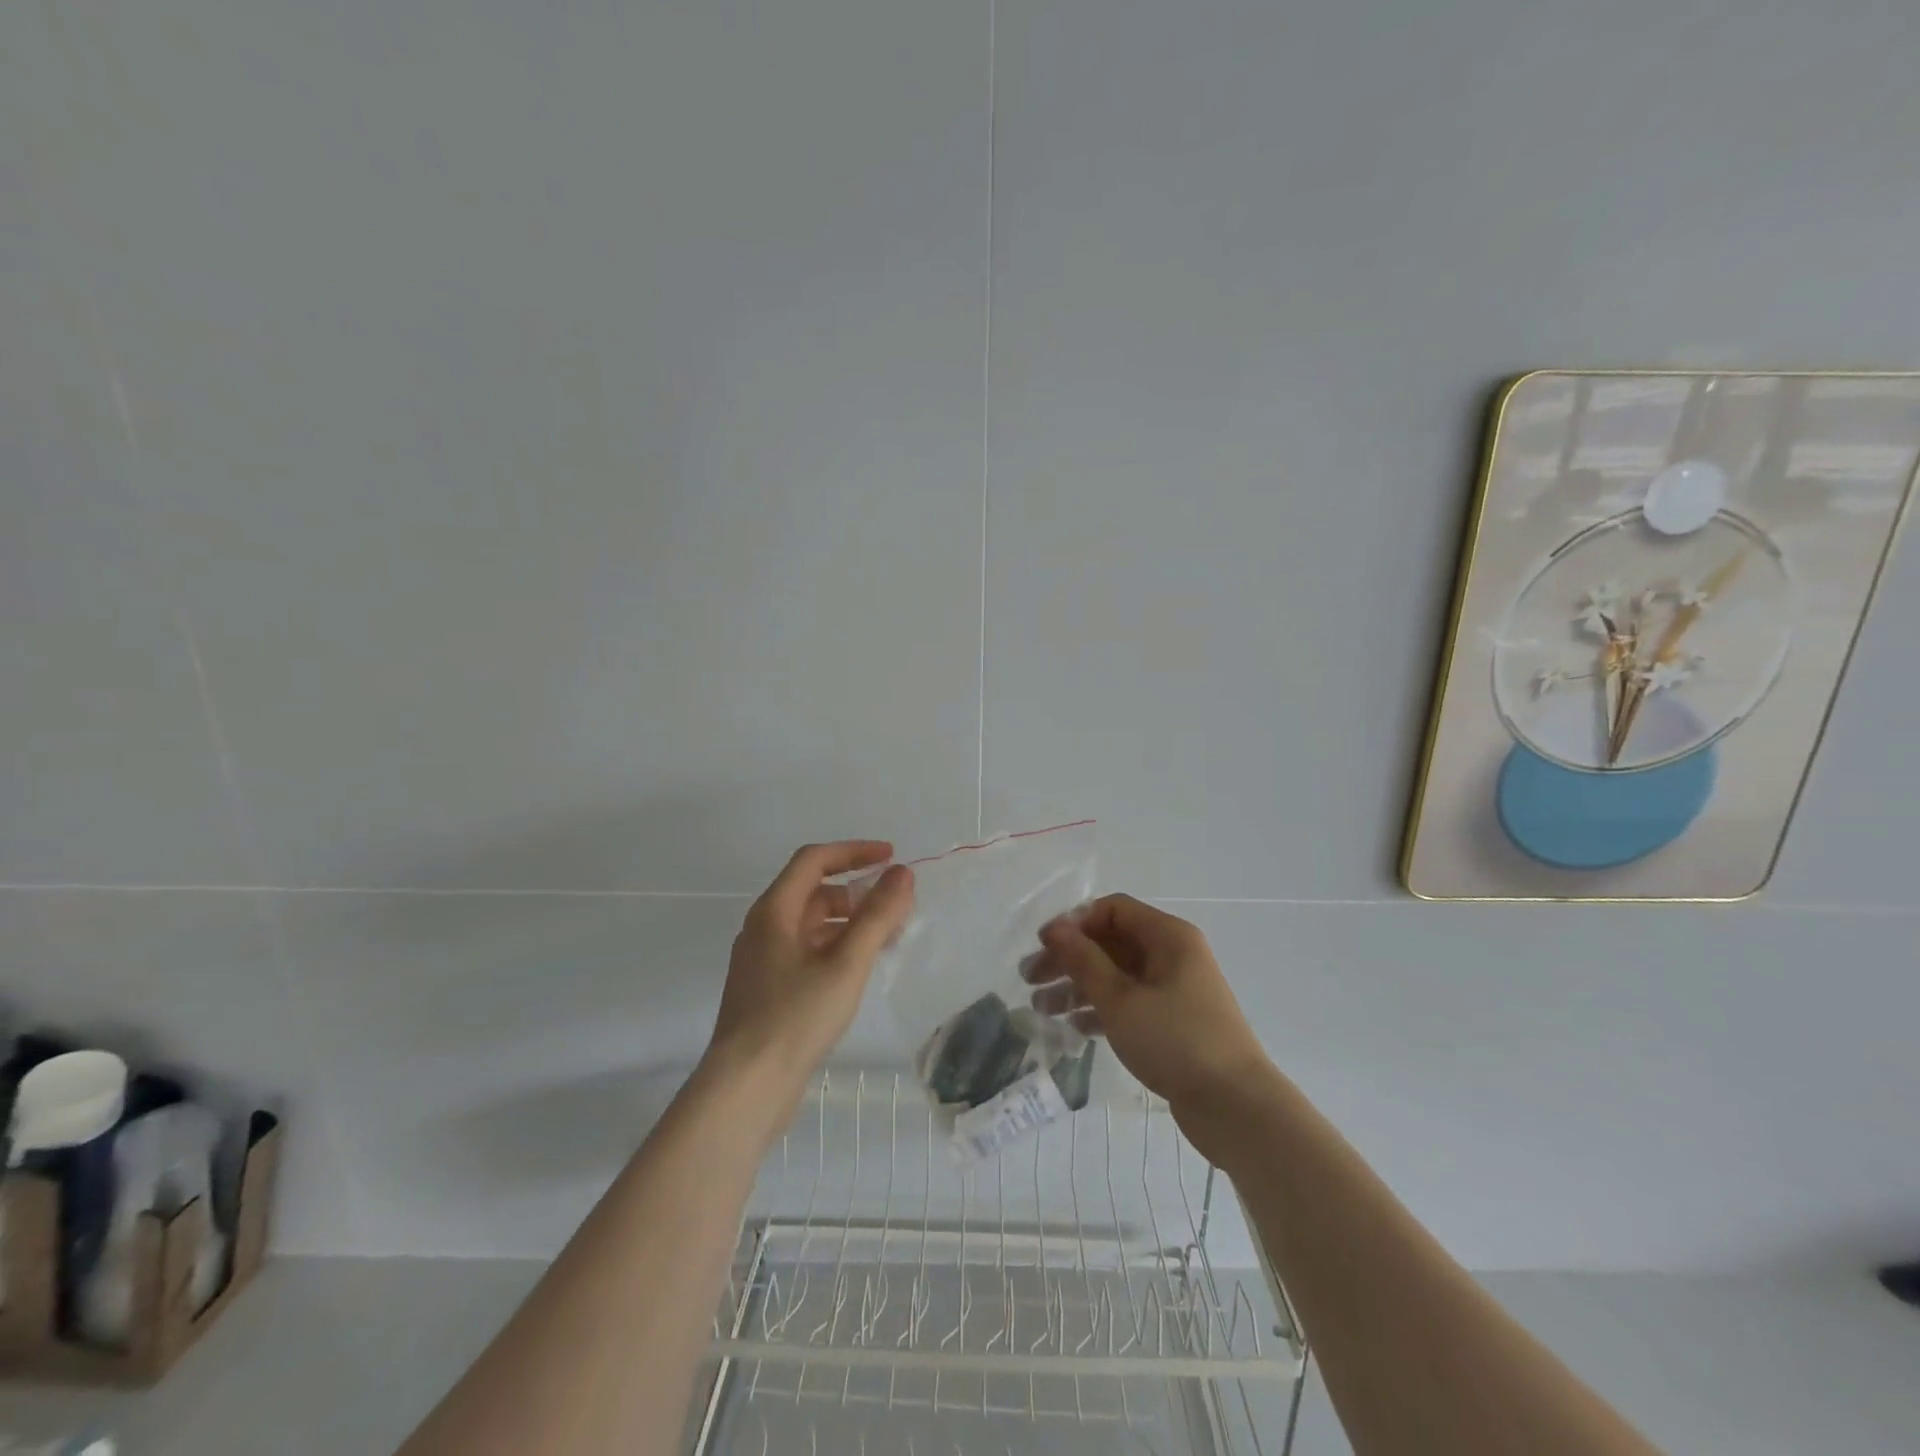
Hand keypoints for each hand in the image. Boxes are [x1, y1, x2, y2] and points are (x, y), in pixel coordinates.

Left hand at [704, 841, 914, 1119]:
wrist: (745, 1087)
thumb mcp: (846, 963)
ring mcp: (762, 960)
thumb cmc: (795, 1017)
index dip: (854, 852)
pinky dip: (836, 947)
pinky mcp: (768, 989)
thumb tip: (902, 874)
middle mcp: (763, 928)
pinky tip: (860, 969)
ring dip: (850, 922)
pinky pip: (807, 951)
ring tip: (888, 938)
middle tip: (896, 907)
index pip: (814, 859)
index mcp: (774, 911)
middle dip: (857, 892)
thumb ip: (877, 915)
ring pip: (812, 924)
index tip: (891, 858)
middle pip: (813, 891)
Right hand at [1022, 894, 1272, 1160]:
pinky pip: (1130, 1002)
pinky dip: (1101, 1009)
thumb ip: (1084, 961)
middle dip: (1070, 958)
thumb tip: (1055, 928)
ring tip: (1041, 1008)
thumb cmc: (1176, 1041)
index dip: (1075, 922)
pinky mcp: (1174, 1021)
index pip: (1112, 910)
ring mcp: (1175, 989)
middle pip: (1111, 942)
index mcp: (1168, 936)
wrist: (1237, 1107)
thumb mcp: (1120, 999)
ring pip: (1117, 974)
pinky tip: (1074, 1028)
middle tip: (1030, 979)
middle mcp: (1173, 955)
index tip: (1044, 946)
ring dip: (1079, 986)